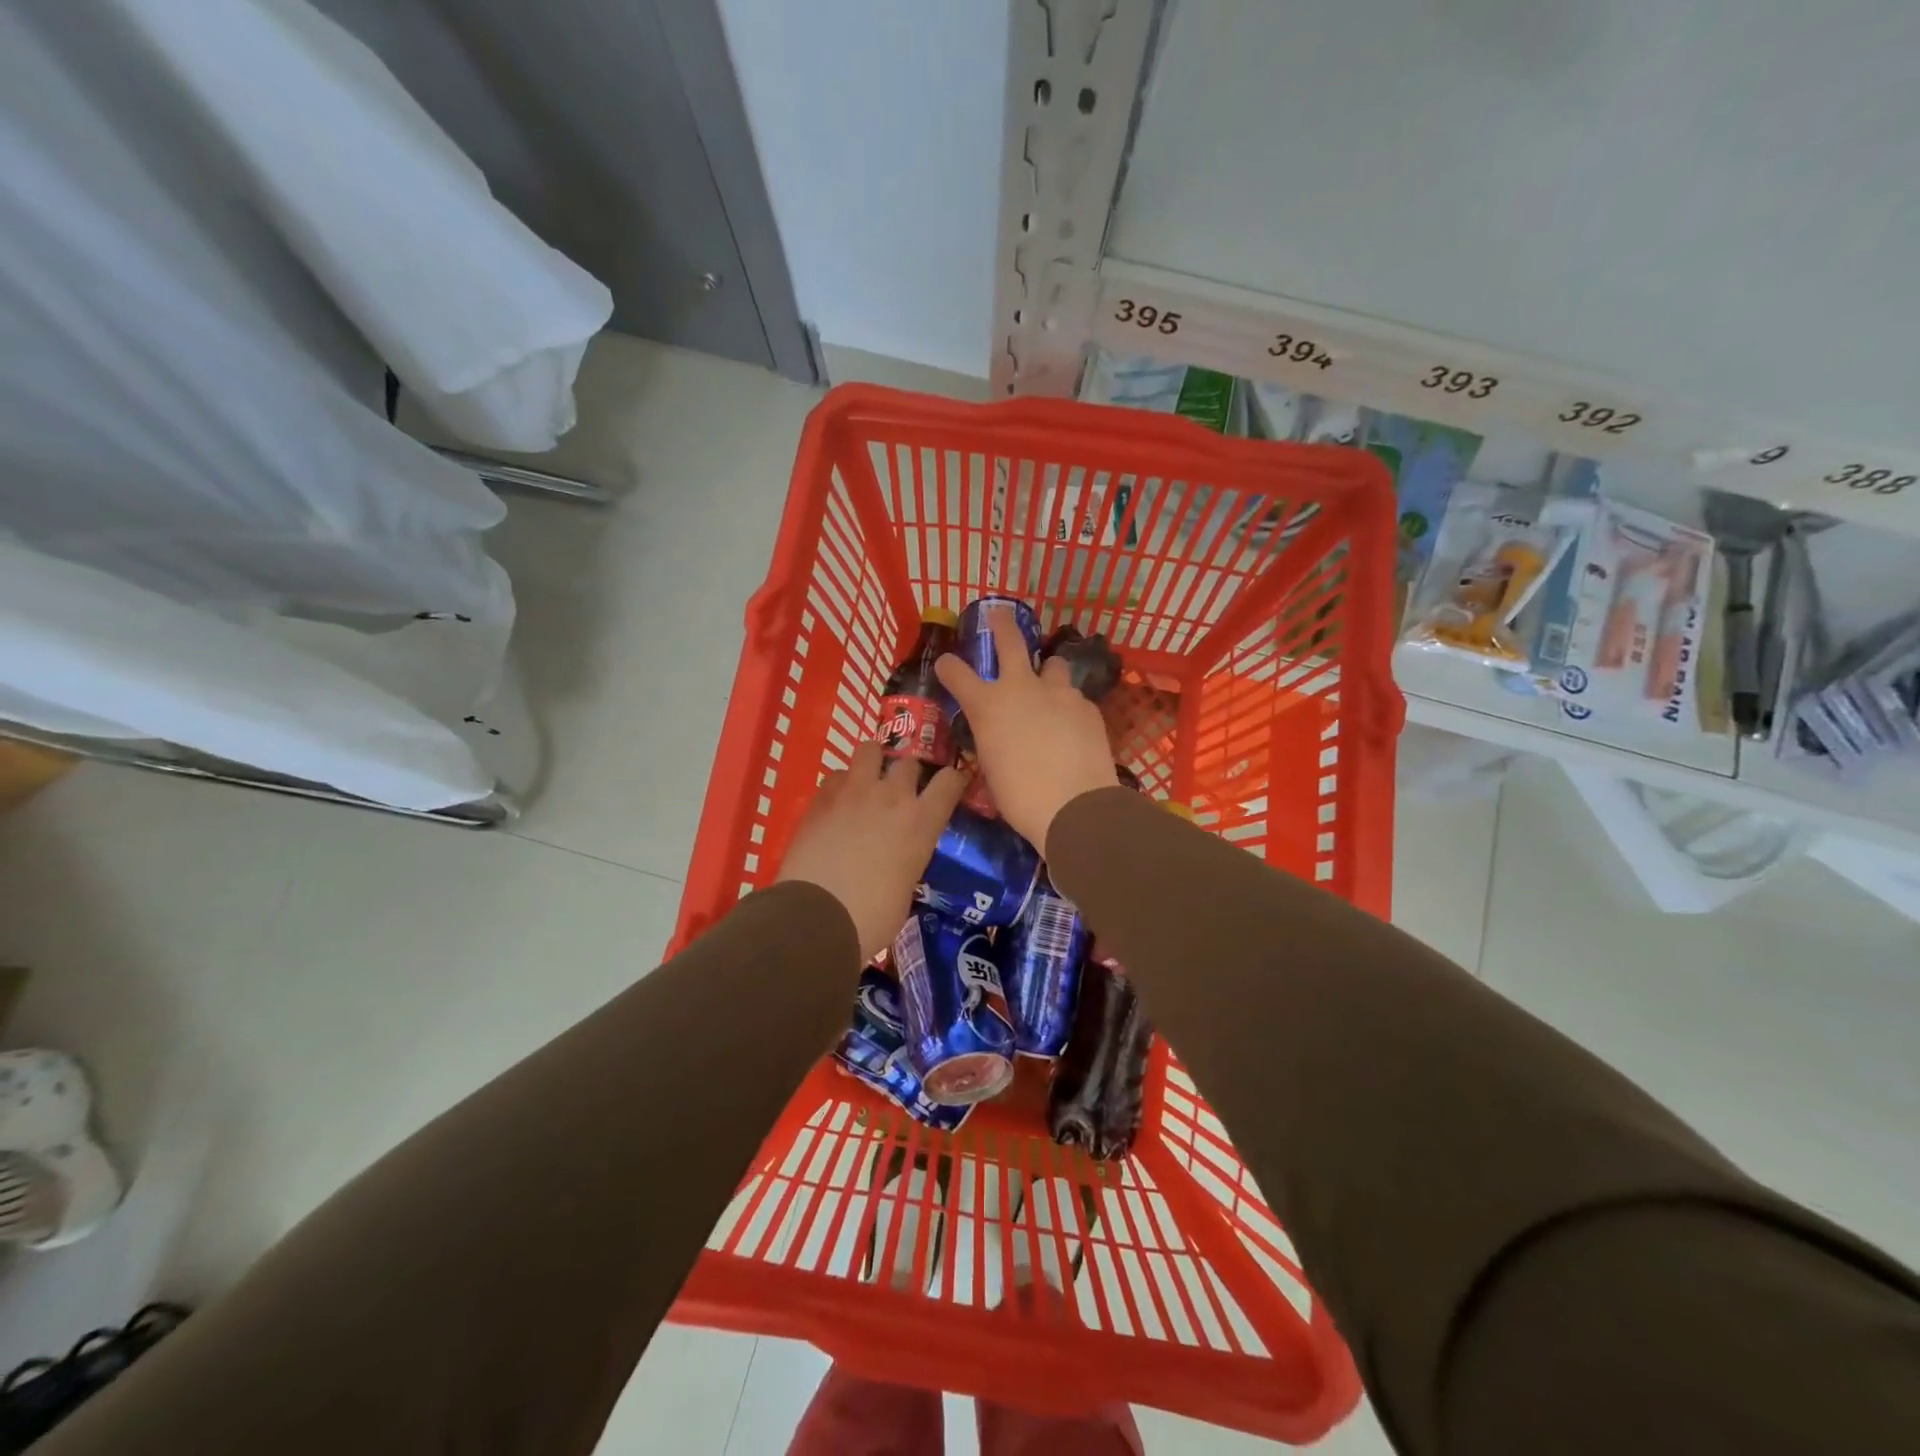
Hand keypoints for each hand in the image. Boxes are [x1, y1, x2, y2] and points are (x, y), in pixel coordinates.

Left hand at [775, 741, 966, 961]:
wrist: (814, 918)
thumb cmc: (871, 918)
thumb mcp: (906, 889)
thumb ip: (908, 861)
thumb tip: (900, 861)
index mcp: (921, 822)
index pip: (950, 781)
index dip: (953, 780)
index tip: (951, 786)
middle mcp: (891, 797)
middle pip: (909, 761)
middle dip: (909, 773)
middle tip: (902, 792)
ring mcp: (853, 792)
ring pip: (869, 750)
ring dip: (873, 763)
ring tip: (868, 783)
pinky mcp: (820, 799)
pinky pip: (836, 775)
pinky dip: (841, 784)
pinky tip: (837, 804)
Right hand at [935, 606, 1117, 851]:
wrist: (1074, 806)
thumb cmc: (1020, 797)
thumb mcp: (991, 767)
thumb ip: (993, 740)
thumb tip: (1001, 737)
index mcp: (987, 706)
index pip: (957, 673)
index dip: (949, 666)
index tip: (946, 663)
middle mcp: (1021, 688)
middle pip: (1010, 641)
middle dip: (1002, 624)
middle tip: (1000, 614)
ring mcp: (1058, 693)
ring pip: (1053, 665)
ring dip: (1047, 671)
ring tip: (1049, 685)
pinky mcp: (1087, 706)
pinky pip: (1074, 698)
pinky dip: (1069, 706)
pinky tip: (1072, 726)